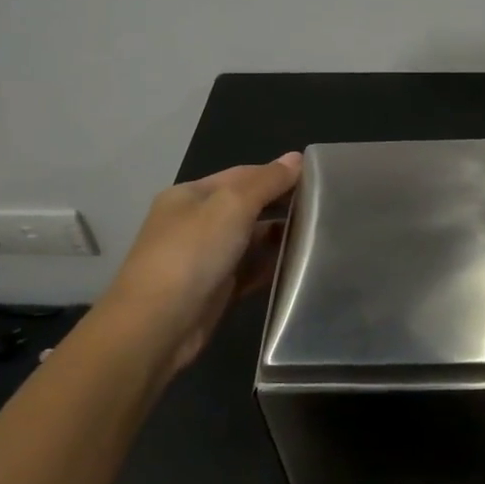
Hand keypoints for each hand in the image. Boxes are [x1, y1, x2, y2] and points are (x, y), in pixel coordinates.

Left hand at [102, 153, 302, 376]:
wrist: (158, 326)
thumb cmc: (192, 254)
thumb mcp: (231, 206)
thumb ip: (266, 182)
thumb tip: (297, 158)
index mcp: (191, 196)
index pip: (242, 175)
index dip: (277, 174)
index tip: (318, 179)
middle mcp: (196, 223)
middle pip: (247, 207)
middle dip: (281, 205)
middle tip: (326, 208)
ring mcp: (205, 258)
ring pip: (250, 240)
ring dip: (280, 237)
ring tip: (322, 236)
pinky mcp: (217, 290)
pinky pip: (251, 271)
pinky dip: (273, 267)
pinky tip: (301, 266)